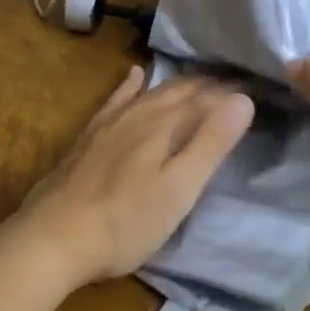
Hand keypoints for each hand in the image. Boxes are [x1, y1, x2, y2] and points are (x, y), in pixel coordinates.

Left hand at [8, 69, 254, 290]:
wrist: (54, 236)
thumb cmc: (126, 221)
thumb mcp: (179, 190)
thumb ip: (210, 143)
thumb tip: (242, 99)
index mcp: (166, 125)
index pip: (207, 99)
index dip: (231, 93)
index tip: (255, 85)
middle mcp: (141, 113)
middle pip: (180, 90)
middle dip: (208, 85)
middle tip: (233, 81)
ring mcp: (113, 122)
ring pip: (153, 92)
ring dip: (179, 83)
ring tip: (199, 78)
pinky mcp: (91, 135)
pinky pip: (117, 98)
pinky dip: (131, 84)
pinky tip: (136, 74)